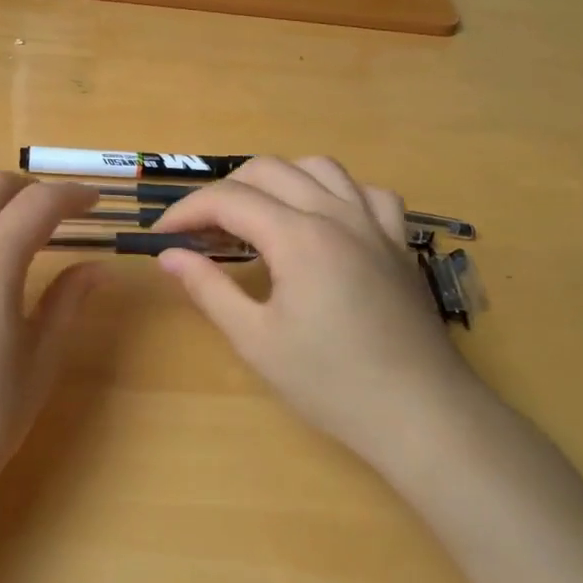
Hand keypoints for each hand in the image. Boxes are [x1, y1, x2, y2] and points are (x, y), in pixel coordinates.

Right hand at [155, 156, 481, 467]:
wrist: (421, 414)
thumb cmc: (331, 383)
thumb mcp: (255, 340)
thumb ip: (208, 289)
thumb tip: (169, 256)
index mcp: (298, 236)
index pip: (228, 200)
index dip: (186, 211)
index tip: (162, 236)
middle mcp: (336, 214)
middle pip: (267, 170)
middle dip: (223, 192)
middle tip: (202, 232)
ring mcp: (374, 224)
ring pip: (319, 167)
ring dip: (277, 181)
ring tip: (257, 217)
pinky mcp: (399, 242)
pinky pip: (367, 192)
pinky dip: (336, 193)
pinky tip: (325, 221)